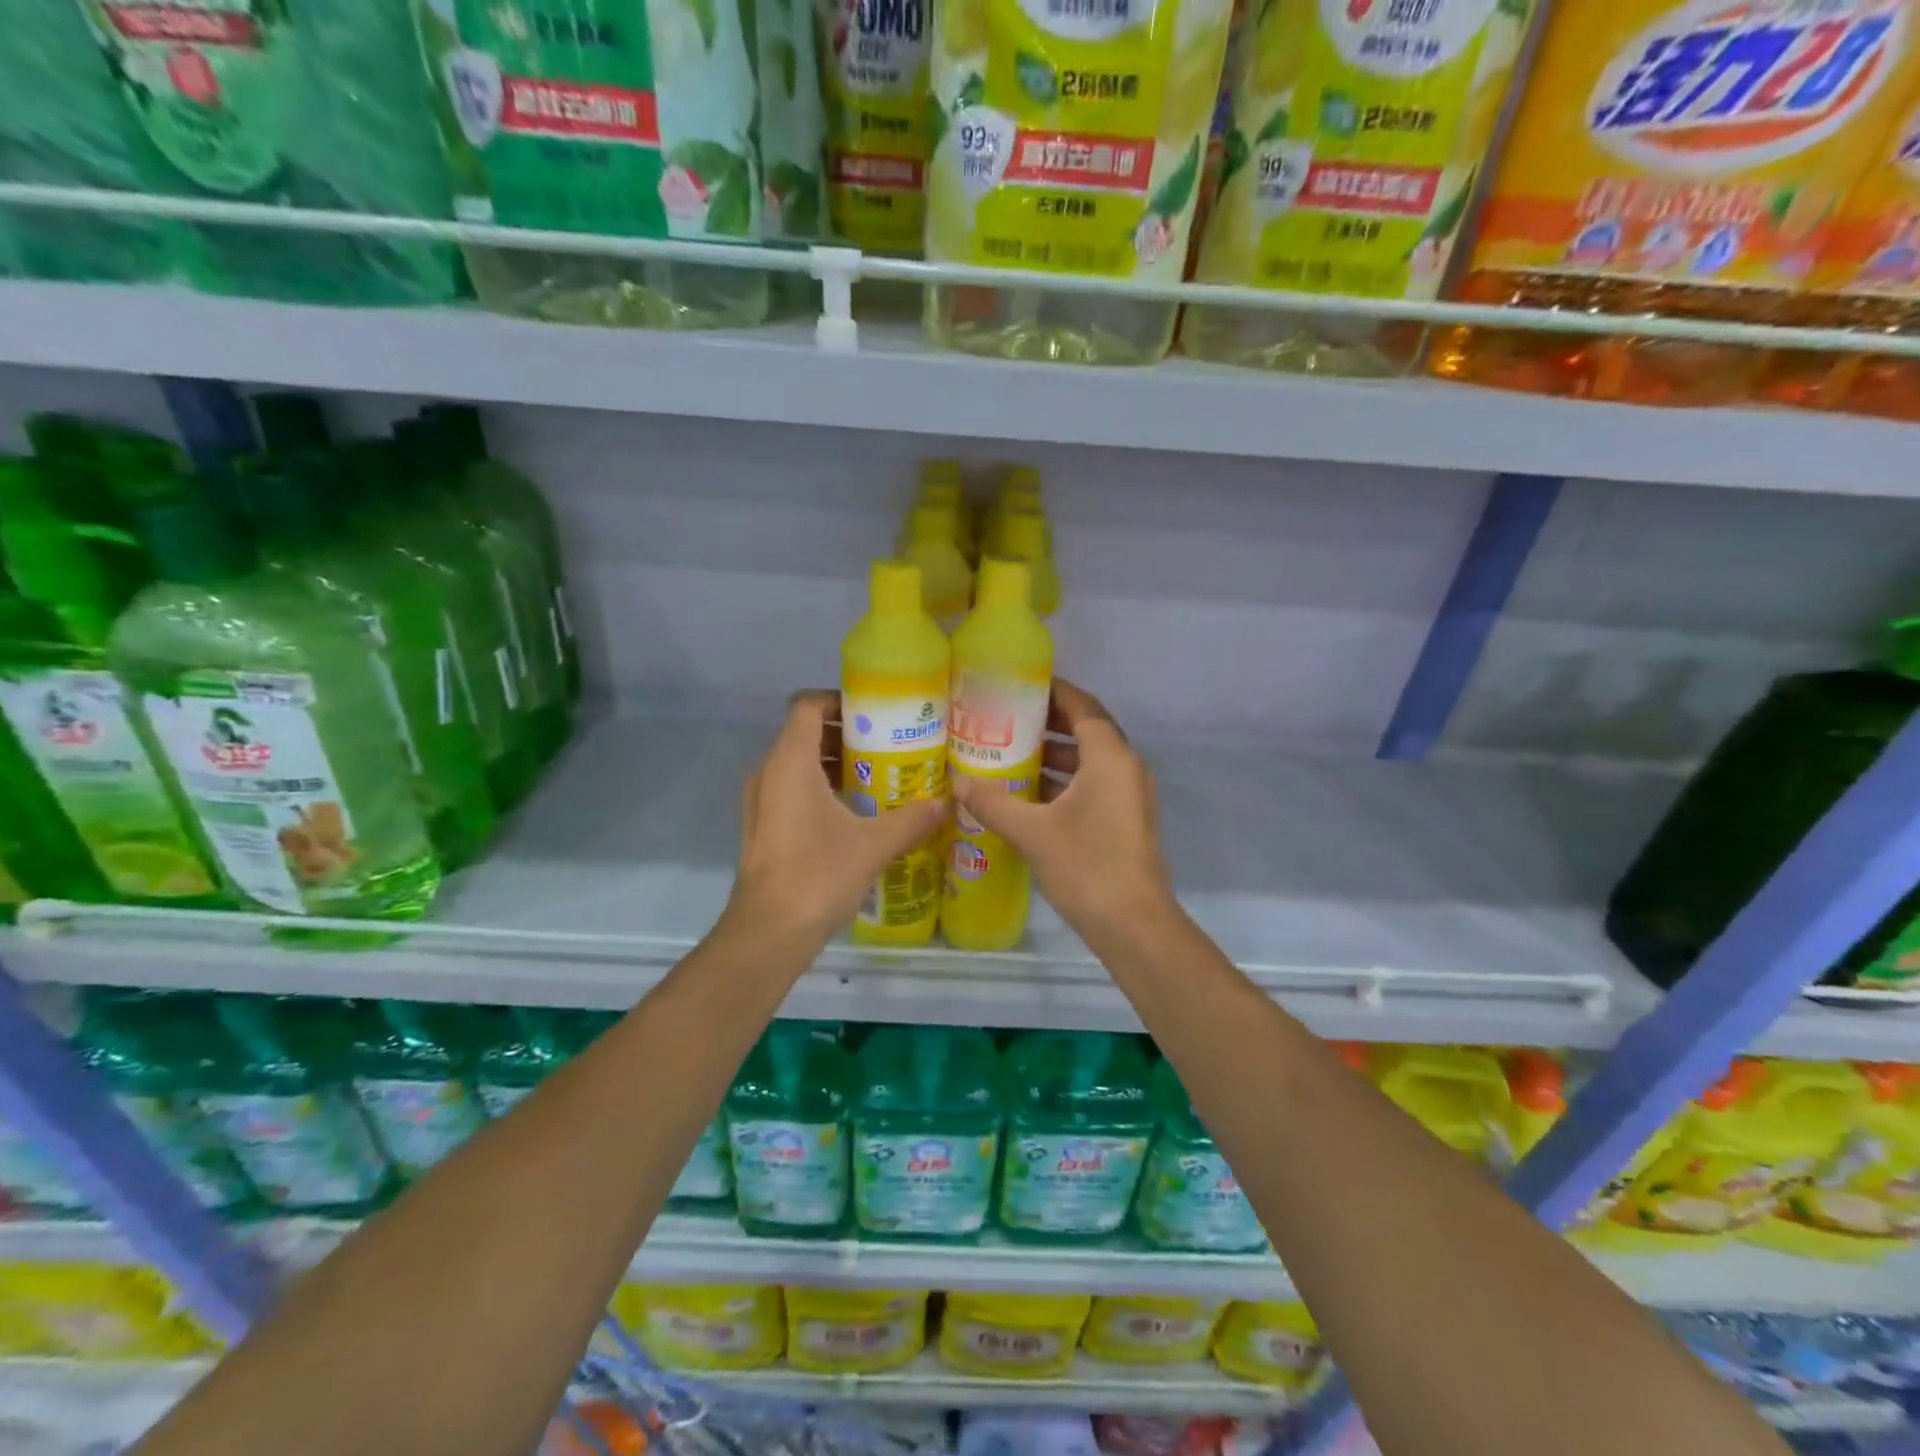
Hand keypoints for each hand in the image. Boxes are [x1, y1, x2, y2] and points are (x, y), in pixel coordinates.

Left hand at [727, 690, 946, 946]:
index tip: (877, 712)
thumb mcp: (874, 844)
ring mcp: (761, 800)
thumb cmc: (818, 875)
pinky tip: (856, 811)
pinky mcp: (763, 826)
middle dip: (847, 733)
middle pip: (805, 732)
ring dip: (835, 763)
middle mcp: (769, 772)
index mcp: (790, 762)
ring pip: (798, 763)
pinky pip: (792, 789)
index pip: (808, 705)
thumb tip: (945, 803)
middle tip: (889, 744)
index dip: (840, 700)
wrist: (768, 932)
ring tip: (879, 775)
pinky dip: (821, 788)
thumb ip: (911, 819)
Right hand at [951, 679, 1171, 940]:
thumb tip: (956, 781)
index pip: (1082, 706)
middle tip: (1005, 717)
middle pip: (1087, 730)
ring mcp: (1129, 796)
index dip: (1053, 691)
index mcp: (1110, 758)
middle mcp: (1126, 768)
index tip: (1019, 684)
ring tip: (1009, 752)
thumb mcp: (1032, 832)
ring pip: (1089, 761)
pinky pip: (1093, 784)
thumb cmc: (1086, 866)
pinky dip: (1064, 781)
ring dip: (1054, 754)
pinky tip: (1028, 794)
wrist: (1134, 925)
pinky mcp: (1125, 820)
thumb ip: (992, 802)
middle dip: (1048, 722)